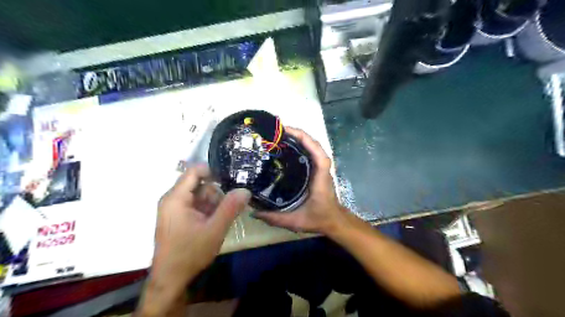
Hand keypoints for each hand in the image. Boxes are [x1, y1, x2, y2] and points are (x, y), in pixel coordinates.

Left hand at [138, 164, 249, 314]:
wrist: (171, 279)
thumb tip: (245, 190)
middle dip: (217, 193)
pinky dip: (208, 210)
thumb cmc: (190, 253)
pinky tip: (215, 222)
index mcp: (176, 198)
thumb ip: (231, 207)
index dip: (214, 171)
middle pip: (200, 184)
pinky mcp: (178, 217)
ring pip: (200, 195)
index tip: (231, 181)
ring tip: (221, 219)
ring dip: (214, 203)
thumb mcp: (215, 229)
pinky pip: (197, 205)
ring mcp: (175, 209)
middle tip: (230, 207)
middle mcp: (173, 199)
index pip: (195, 170)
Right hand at [257, 126, 349, 234]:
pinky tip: (287, 147)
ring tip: (279, 135)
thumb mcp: (296, 221)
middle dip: (296, 134)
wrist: (334, 221)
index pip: (316, 150)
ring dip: (298, 138)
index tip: (285, 131)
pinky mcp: (318, 169)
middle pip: (313, 143)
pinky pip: (310, 152)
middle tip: (276, 132)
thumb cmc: (319, 219)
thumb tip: (253, 211)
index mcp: (320, 176)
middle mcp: (322, 168)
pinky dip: (301, 145)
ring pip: (312, 146)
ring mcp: (321, 167)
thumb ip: (275, 218)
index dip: (302, 137)